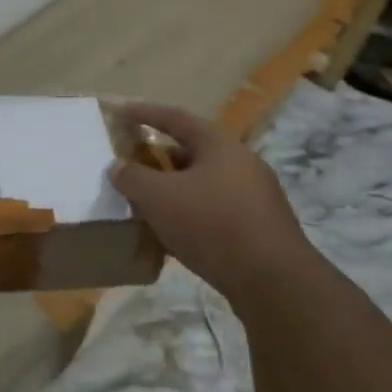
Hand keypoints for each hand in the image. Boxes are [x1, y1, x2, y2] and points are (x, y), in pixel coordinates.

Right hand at [109, 104, 312, 309]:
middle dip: (159, 157)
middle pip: (192, 151)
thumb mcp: (158, 198)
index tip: (121, 111)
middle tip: (132, 164)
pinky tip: (172, 234)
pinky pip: (214, 210)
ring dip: (174, 189)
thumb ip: (133, 177)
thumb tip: (118, 166)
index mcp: (219, 144)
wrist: (273, 280)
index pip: (175, 118)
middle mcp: (241, 162)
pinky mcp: (258, 226)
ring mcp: (254, 195)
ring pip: (203, 183)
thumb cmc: (211, 224)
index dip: (145, 113)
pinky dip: (190, 214)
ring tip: (147, 202)